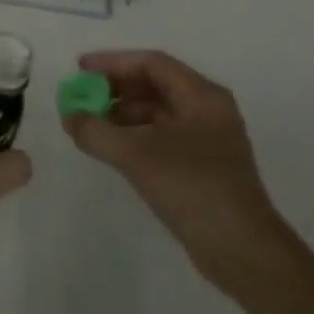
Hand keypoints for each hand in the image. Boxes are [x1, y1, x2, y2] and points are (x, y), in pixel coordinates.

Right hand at [61, 50, 281, 290]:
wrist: (243, 251)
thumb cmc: (193, 188)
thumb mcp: (137, 156)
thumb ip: (97, 132)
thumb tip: (70, 117)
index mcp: (202, 96)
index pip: (152, 64)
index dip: (113, 63)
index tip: (81, 69)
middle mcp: (208, 110)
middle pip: (156, 85)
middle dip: (117, 87)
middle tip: (83, 95)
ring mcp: (208, 139)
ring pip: (159, 112)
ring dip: (124, 113)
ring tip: (91, 122)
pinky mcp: (203, 166)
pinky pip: (163, 136)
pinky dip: (136, 135)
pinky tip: (113, 147)